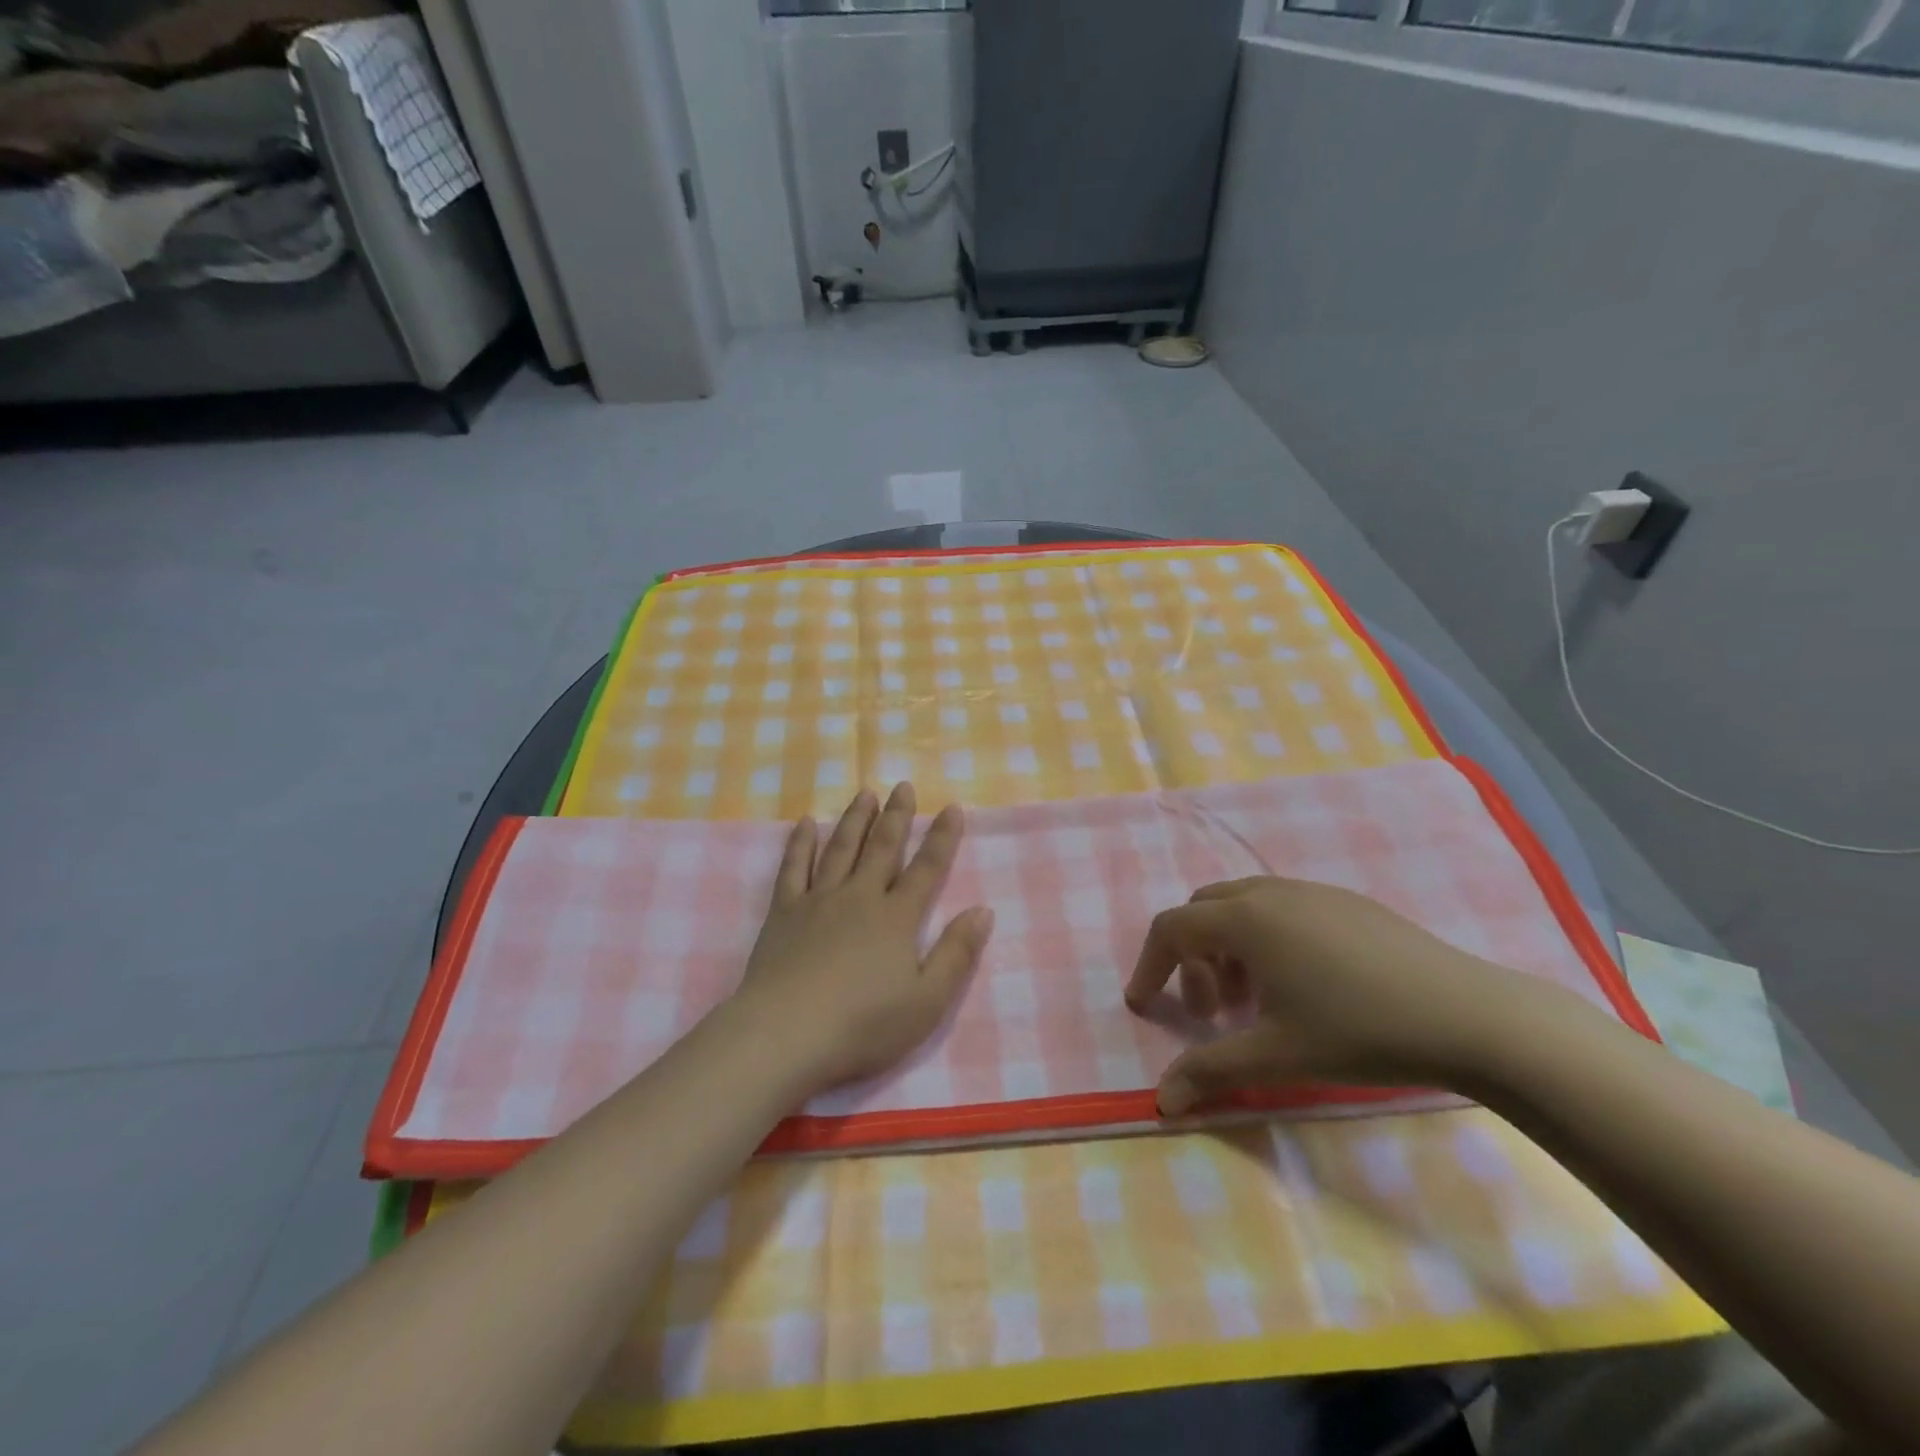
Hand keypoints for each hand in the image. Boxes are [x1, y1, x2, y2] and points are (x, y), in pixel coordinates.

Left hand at [733, 784, 994, 1092]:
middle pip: (883, 847)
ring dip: (855, 819)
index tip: (952, 807)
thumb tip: (983, 910)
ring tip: (865, 793)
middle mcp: (860, 897)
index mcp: (897, 918)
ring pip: (841, 848)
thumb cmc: (863, 1024)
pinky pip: (793, 868)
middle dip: (897, 816)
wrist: (786, 1034)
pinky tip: (805, 824)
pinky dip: (800, 843)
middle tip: (904, 786)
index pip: (927, 868)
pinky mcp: (784, 912)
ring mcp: (819, 900)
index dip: (942, 837)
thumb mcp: (927, 1001)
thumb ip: (956, 954)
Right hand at [1125, 877, 1550, 1115]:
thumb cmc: (1359, 1031)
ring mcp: (1313, 891)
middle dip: (1190, 957)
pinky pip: (1283, 910)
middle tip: (1209, 1011)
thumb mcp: (1276, 1057)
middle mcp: (1270, 892)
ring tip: (1255, 1003)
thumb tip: (1161, 1100)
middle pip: (1203, 911)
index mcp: (1245, 918)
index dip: (1149, 966)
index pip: (1171, 928)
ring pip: (1244, 908)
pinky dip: (1266, 941)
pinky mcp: (1348, 903)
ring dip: (1229, 950)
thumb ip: (1210, 1072)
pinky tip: (1303, 987)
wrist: (1470, 1016)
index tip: (1144, 1006)